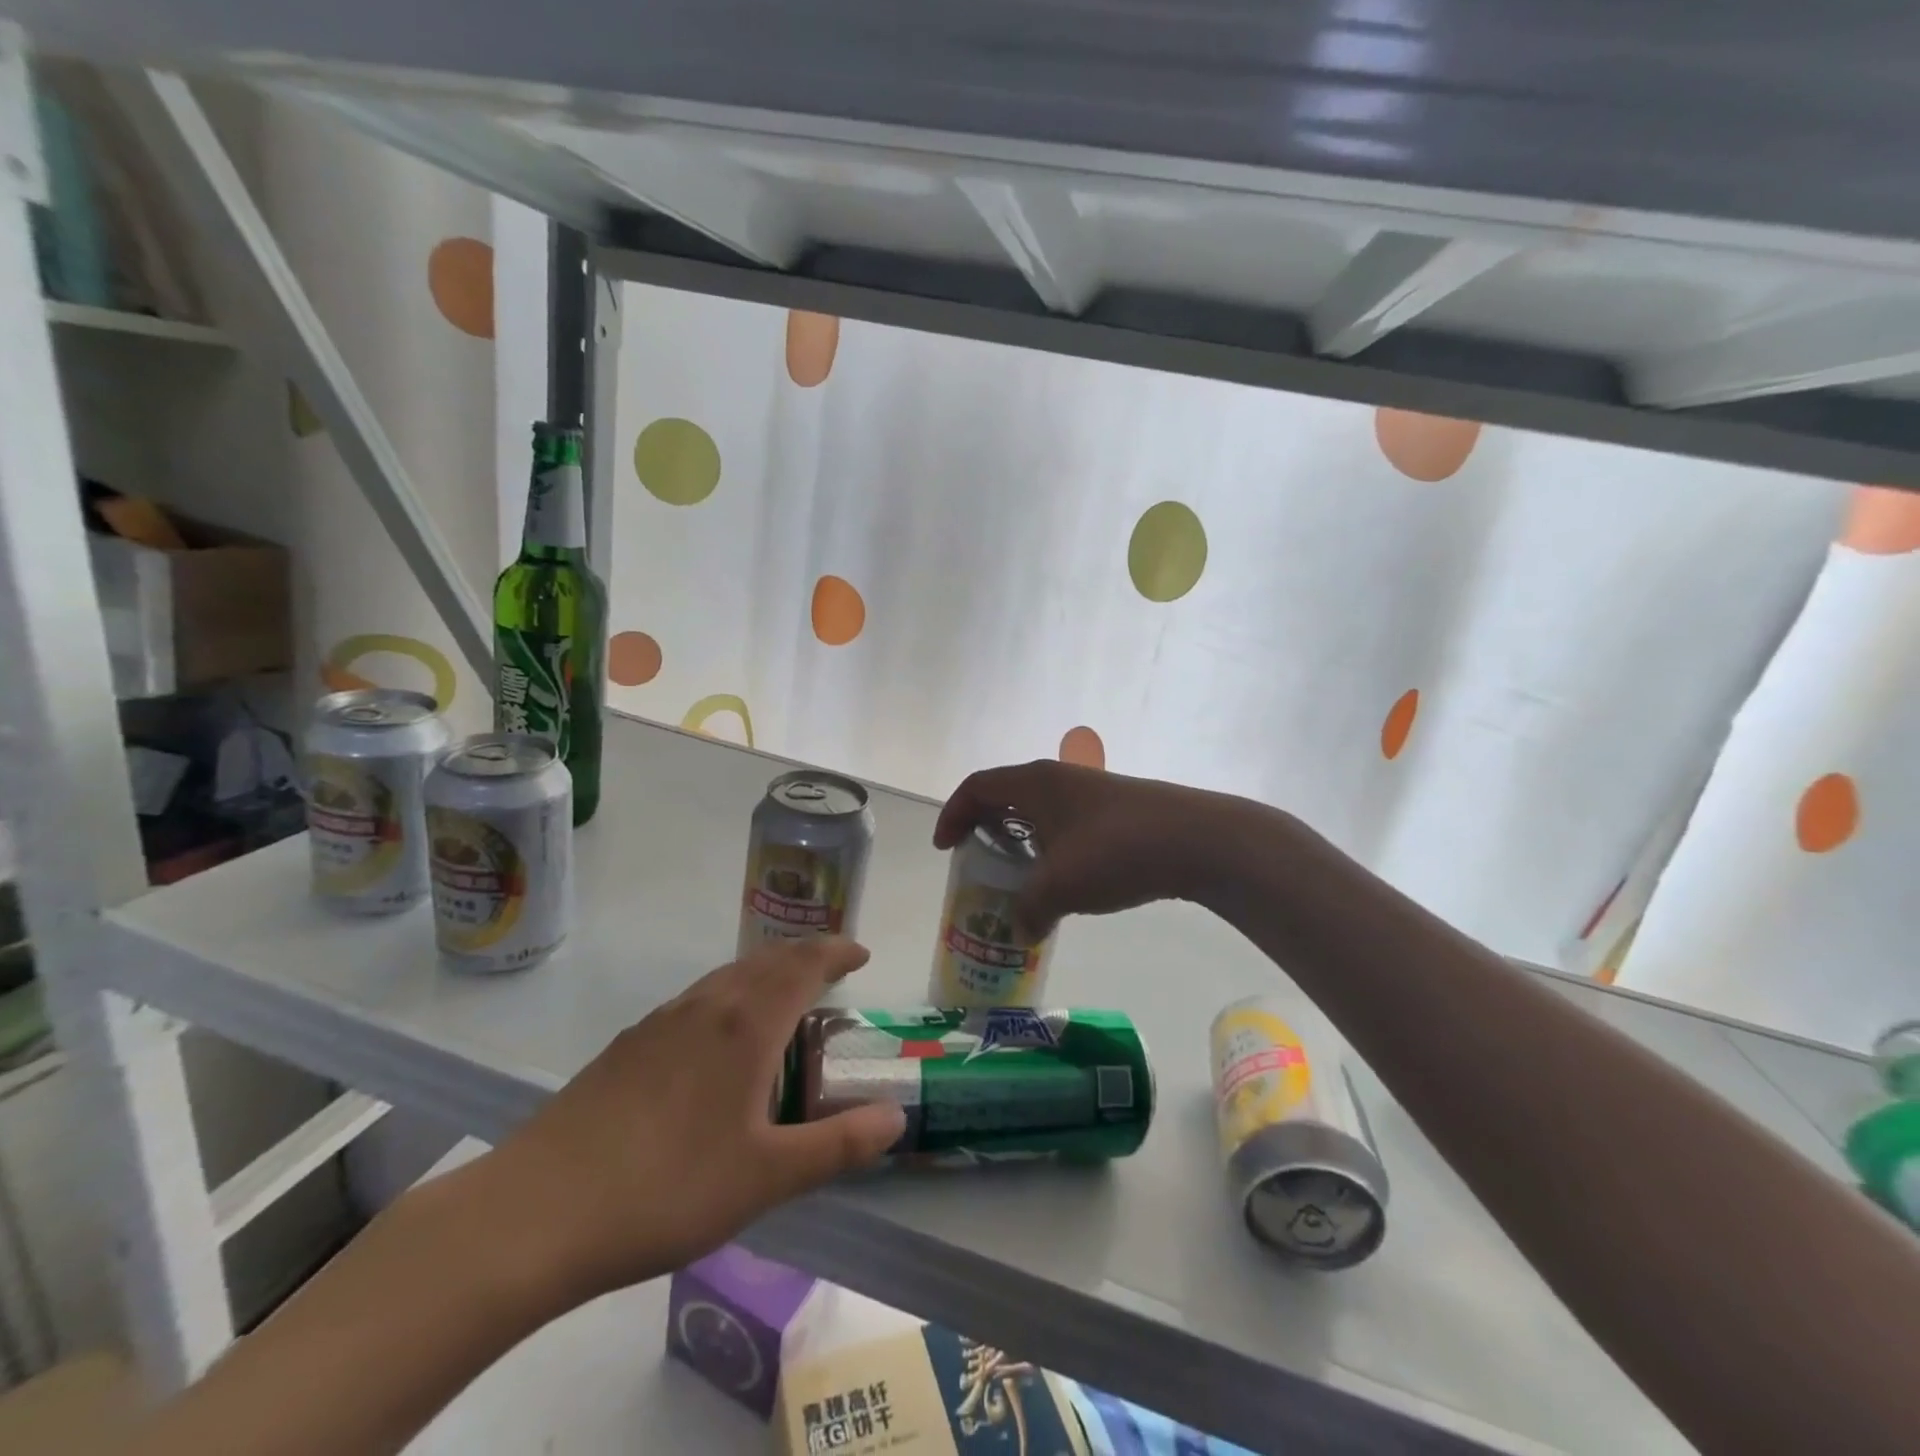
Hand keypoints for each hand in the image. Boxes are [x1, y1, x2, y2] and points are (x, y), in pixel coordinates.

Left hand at [471, 938, 905, 1310]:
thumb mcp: (767, 1177)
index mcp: (746, 1023)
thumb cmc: (667, 1188)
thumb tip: (896, 1118)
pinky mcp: (628, 1045)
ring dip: (765, 973)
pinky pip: (697, 999)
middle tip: (833, 973)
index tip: (863, 954)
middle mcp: (707, 1006)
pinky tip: (719, 1042)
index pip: (804, 963)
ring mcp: (661, 1021)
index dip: (837, 950)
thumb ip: (839, 1145)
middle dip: (806, 956)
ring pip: (728, 976)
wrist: (536, 1211)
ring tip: (784, 1002)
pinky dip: (729, 997)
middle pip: (766, 959)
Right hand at [934, 760, 1242, 938]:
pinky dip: (1052, 847)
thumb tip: (1020, 932)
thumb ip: (1029, 911)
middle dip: (985, 828)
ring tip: (1020, 878)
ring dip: (1022, 840)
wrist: (1197, 840)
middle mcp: (1059, 779)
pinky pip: (1067, 824)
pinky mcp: (1117, 810)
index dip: (953, 814)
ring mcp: (1091, 792)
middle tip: (978, 863)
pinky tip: (1065, 881)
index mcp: (1035, 783)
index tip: (946, 849)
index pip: (977, 787)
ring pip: (1041, 811)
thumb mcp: (1060, 887)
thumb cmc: (1115, 851)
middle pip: (1006, 795)